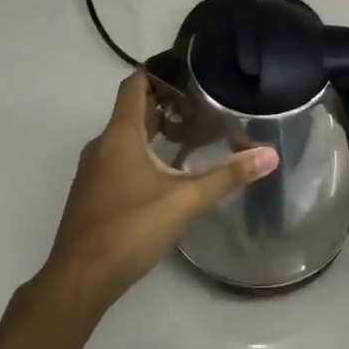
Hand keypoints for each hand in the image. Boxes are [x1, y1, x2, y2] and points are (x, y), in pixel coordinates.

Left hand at [39, 70, 277, 316]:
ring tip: (190, 133)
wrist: (78, 280)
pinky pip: (118, 158)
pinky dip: (142, 153)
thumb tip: (270, 155)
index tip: (186, 67)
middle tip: (200, 102)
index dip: (158, 71)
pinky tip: (165, 172)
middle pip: (132, 110)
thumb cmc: (129, 229)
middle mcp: (102, 145)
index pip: (134, 85)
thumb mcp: (184, 201)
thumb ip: (226, 177)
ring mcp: (93, 171)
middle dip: (164, 102)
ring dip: (153, 129)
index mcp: (120, 135)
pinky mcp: (93, 194)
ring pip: (125, 137)